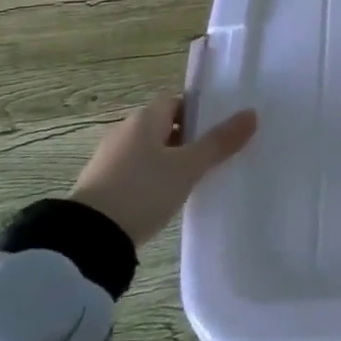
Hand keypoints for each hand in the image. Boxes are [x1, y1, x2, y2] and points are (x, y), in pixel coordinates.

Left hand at [68, 86, 257, 247]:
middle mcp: (125, 131)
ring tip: (194, 179)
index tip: (219, 130)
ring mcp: (110, 158)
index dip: (200, 112)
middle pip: (164, 125)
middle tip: (213, 156)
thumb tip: (252, 114)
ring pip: (150, 150)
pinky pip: (136, 171)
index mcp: (145, 117)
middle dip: (188, 137)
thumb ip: (220, 141)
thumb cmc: (143, 190)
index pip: (177, 101)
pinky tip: (165, 197)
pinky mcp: (101, 185)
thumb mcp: (188, 167)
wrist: (89, 239)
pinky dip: (152, 179)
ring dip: (170, 160)